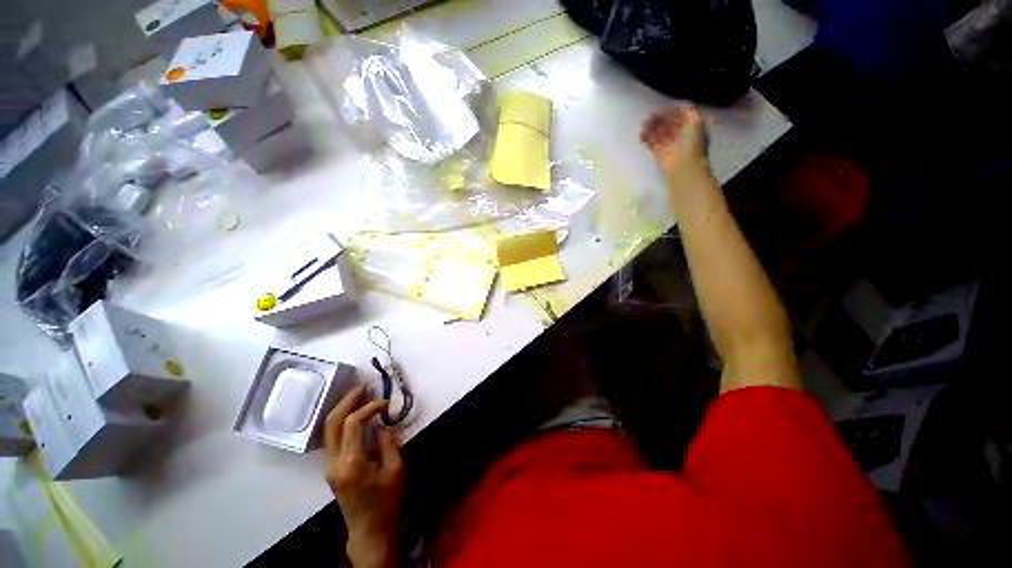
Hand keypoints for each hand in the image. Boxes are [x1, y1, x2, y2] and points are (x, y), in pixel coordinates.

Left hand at [325, 384, 404, 567]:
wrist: (368, 529)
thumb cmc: (386, 501)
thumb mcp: (395, 470)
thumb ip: (389, 443)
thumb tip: (383, 425)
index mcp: (350, 462)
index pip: (353, 423)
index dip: (369, 407)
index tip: (385, 402)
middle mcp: (333, 462)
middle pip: (332, 423)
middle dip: (347, 400)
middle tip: (364, 386)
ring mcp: (329, 465)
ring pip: (328, 429)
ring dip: (343, 409)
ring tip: (360, 395)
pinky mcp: (331, 468)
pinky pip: (332, 437)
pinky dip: (342, 421)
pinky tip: (354, 414)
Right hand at [640, 106, 709, 179]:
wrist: (683, 165)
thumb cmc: (692, 142)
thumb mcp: (696, 120)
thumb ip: (688, 109)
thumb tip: (678, 103)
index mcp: (690, 126)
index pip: (678, 116)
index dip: (669, 112)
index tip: (659, 109)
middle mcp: (680, 135)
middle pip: (667, 124)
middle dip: (658, 119)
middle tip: (648, 117)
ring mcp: (669, 144)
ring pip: (658, 132)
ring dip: (651, 128)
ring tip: (643, 126)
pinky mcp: (659, 153)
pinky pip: (651, 143)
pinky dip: (646, 138)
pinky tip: (641, 135)